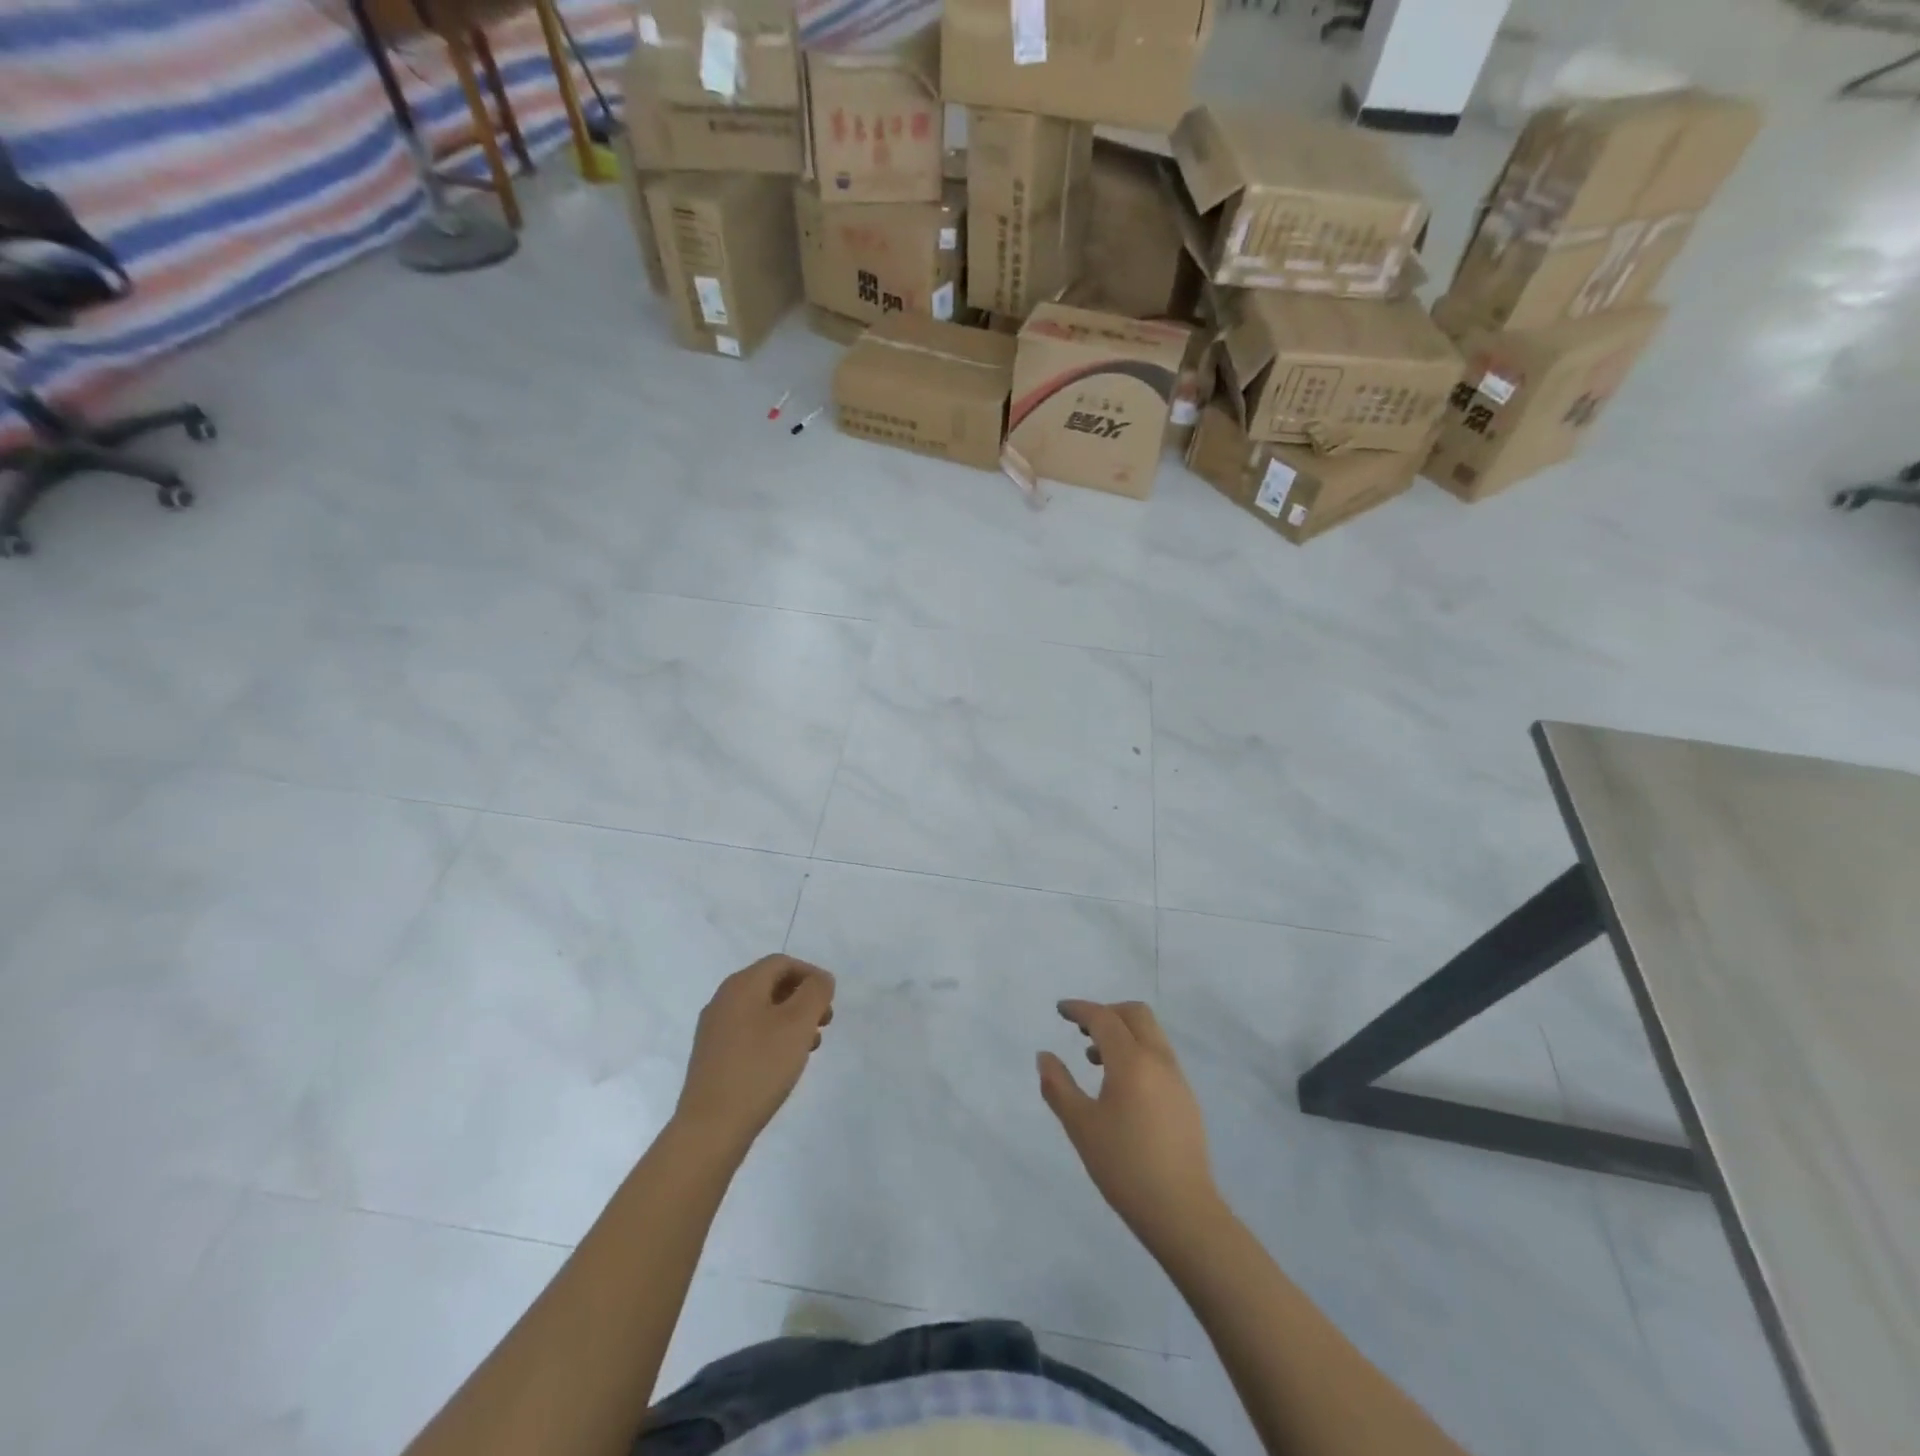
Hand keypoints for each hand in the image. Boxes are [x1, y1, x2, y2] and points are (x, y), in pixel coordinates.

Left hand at [675, 955, 835, 1154]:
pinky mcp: (712, 1056)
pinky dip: (772, 1038)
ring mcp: (714, 1029)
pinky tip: (783, 1063)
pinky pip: (749, 1033)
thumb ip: (815, 992)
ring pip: (761, 1010)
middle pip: (771, 984)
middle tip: (824, 1023)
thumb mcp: (798, 1023)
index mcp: (741, 985)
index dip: (811, 975)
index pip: (782, 962)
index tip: (830, 1001)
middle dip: (802, 998)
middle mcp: (723, 1000)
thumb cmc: (760, 1067)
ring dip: (790, 1020)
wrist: (711, 1127)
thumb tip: (820, 980)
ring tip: (809, 1046)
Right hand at [1039, 1000, 1220, 1252]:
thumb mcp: (1080, 1126)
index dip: (1080, 1009)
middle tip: (1081, 1029)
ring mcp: (1177, 1079)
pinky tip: (1121, 1086)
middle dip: (1106, 1012)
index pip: (1104, 1018)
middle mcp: (1159, 1060)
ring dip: (1123, 1033)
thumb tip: (1044, 1056)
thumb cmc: (1124, 1166)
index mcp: (1132, 1061)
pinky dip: (1137, 1052)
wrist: (1183, 1212)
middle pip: (1135, 1014)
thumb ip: (1058, 1086)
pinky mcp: (1186, 1099)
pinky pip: (1159, 1056)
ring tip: (1095, 1059)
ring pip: (1151, 1034)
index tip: (1060, 1010)